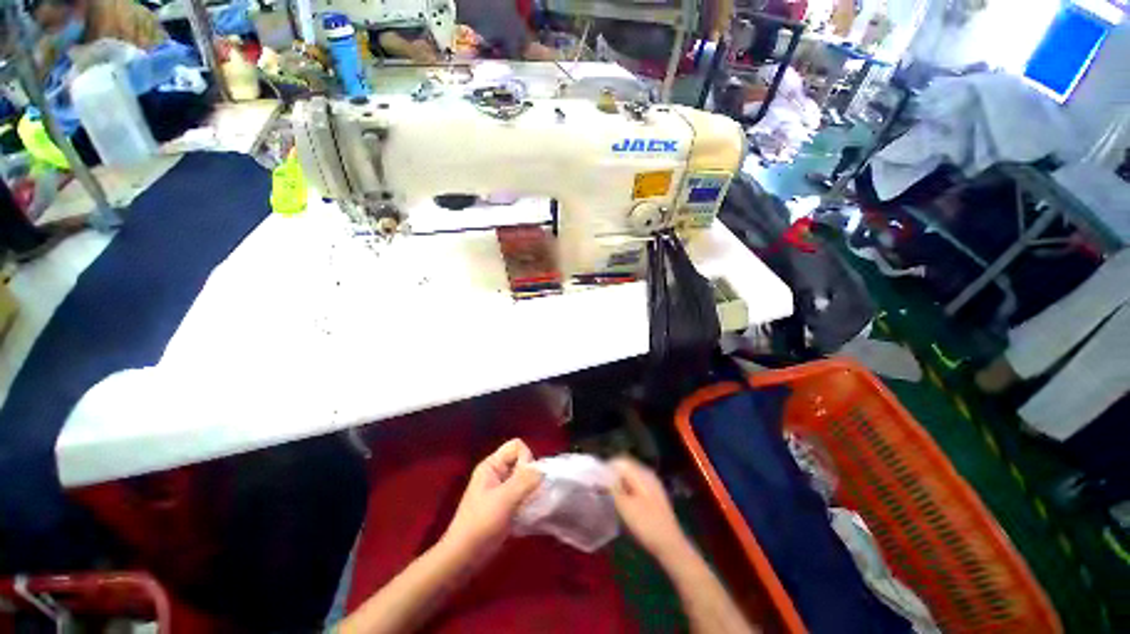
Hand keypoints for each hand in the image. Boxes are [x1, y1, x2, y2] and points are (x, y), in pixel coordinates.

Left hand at [442, 439, 542, 563]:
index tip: (525, 480)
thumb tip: (544, 469)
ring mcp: (500, 489)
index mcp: (491, 465)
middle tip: (527, 496)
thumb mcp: (505, 499)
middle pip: (522, 461)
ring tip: (527, 507)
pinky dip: (527, 501)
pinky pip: (522, 493)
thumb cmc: (481, 524)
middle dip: (530, 476)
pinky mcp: (504, 504)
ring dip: (530, 491)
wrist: (463, 558)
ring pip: (523, 478)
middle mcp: (496, 472)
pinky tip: (526, 515)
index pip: (517, 446)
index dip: (526, 459)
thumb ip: (525, 480)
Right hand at [609, 457, 688, 559]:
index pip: (620, 461)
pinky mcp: (654, 495)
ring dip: (619, 482)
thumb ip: (612, 488)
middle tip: (600, 488)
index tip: (596, 480)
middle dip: (612, 475)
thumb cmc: (647, 525)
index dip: (606, 468)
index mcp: (642, 474)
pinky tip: (622, 501)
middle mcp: (648, 475)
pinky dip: (626, 488)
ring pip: (630, 476)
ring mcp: (652, 485)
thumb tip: (601, 476)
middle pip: (626, 467)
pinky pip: (636, 484)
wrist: (671, 546)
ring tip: (608, 495)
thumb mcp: (625, 507)